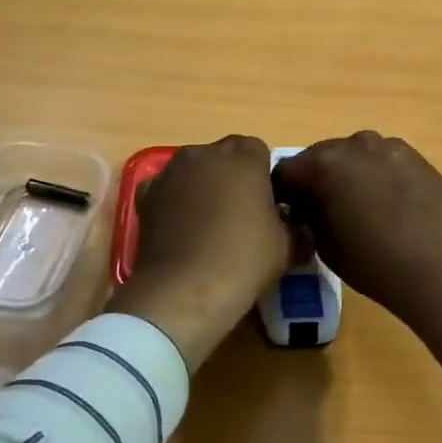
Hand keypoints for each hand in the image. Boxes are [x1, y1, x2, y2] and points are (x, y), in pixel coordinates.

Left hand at [106, 135, 292, 373]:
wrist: (185, 290)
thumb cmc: (245, 259)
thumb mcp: (289, 246)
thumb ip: (296, 225)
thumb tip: (296, 226)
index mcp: (244, 156)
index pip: (260, 152)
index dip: (264, 178)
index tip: (268, 206)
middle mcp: (204, 153)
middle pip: (224, 158)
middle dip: (232, 178)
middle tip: (240, 216)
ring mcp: (170, 172)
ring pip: (193, 172)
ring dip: (202, 188)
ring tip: (208, 225)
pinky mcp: (145, 195)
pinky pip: (167, 191)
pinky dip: (174, 203)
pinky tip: (181, 231)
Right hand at [274, 132, 441, 368]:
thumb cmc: (375, 264)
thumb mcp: (325, 246)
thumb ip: (309, 215)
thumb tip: (305, 205)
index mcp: (324, 164)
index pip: (286, 170)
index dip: (283, 193)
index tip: (287, 213)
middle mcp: (355, 145)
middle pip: (321, 156)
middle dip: (315, 179)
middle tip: (320, 210)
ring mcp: (390, 147)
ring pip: (355, 154)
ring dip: (347, 173)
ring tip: (357, 206)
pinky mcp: (417, 157)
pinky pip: (383, 160)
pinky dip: (376, 174)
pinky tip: (387, 203)